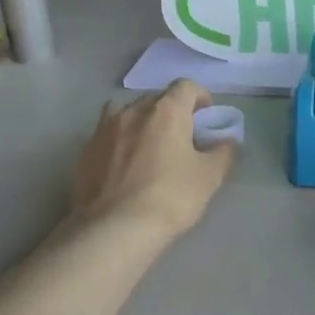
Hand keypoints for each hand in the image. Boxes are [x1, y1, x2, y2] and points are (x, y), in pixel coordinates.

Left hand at [68, 80, 235, 239]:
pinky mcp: (87, 150)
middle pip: (156, 98)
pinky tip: (124, 162)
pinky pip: (108, 134)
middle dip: (171, 110)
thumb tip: (227, 141)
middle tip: (182, 135)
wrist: (115, 227)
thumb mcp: (209, 177)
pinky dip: (120, 139)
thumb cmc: (170, 196)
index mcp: (167, 111)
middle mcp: (133, 110)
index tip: (206, 115)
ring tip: (150, 146)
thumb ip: (223, 152)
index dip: (200, 97)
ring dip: (143, 122)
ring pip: (128, 113)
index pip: (186, 86)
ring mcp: (105, 128)